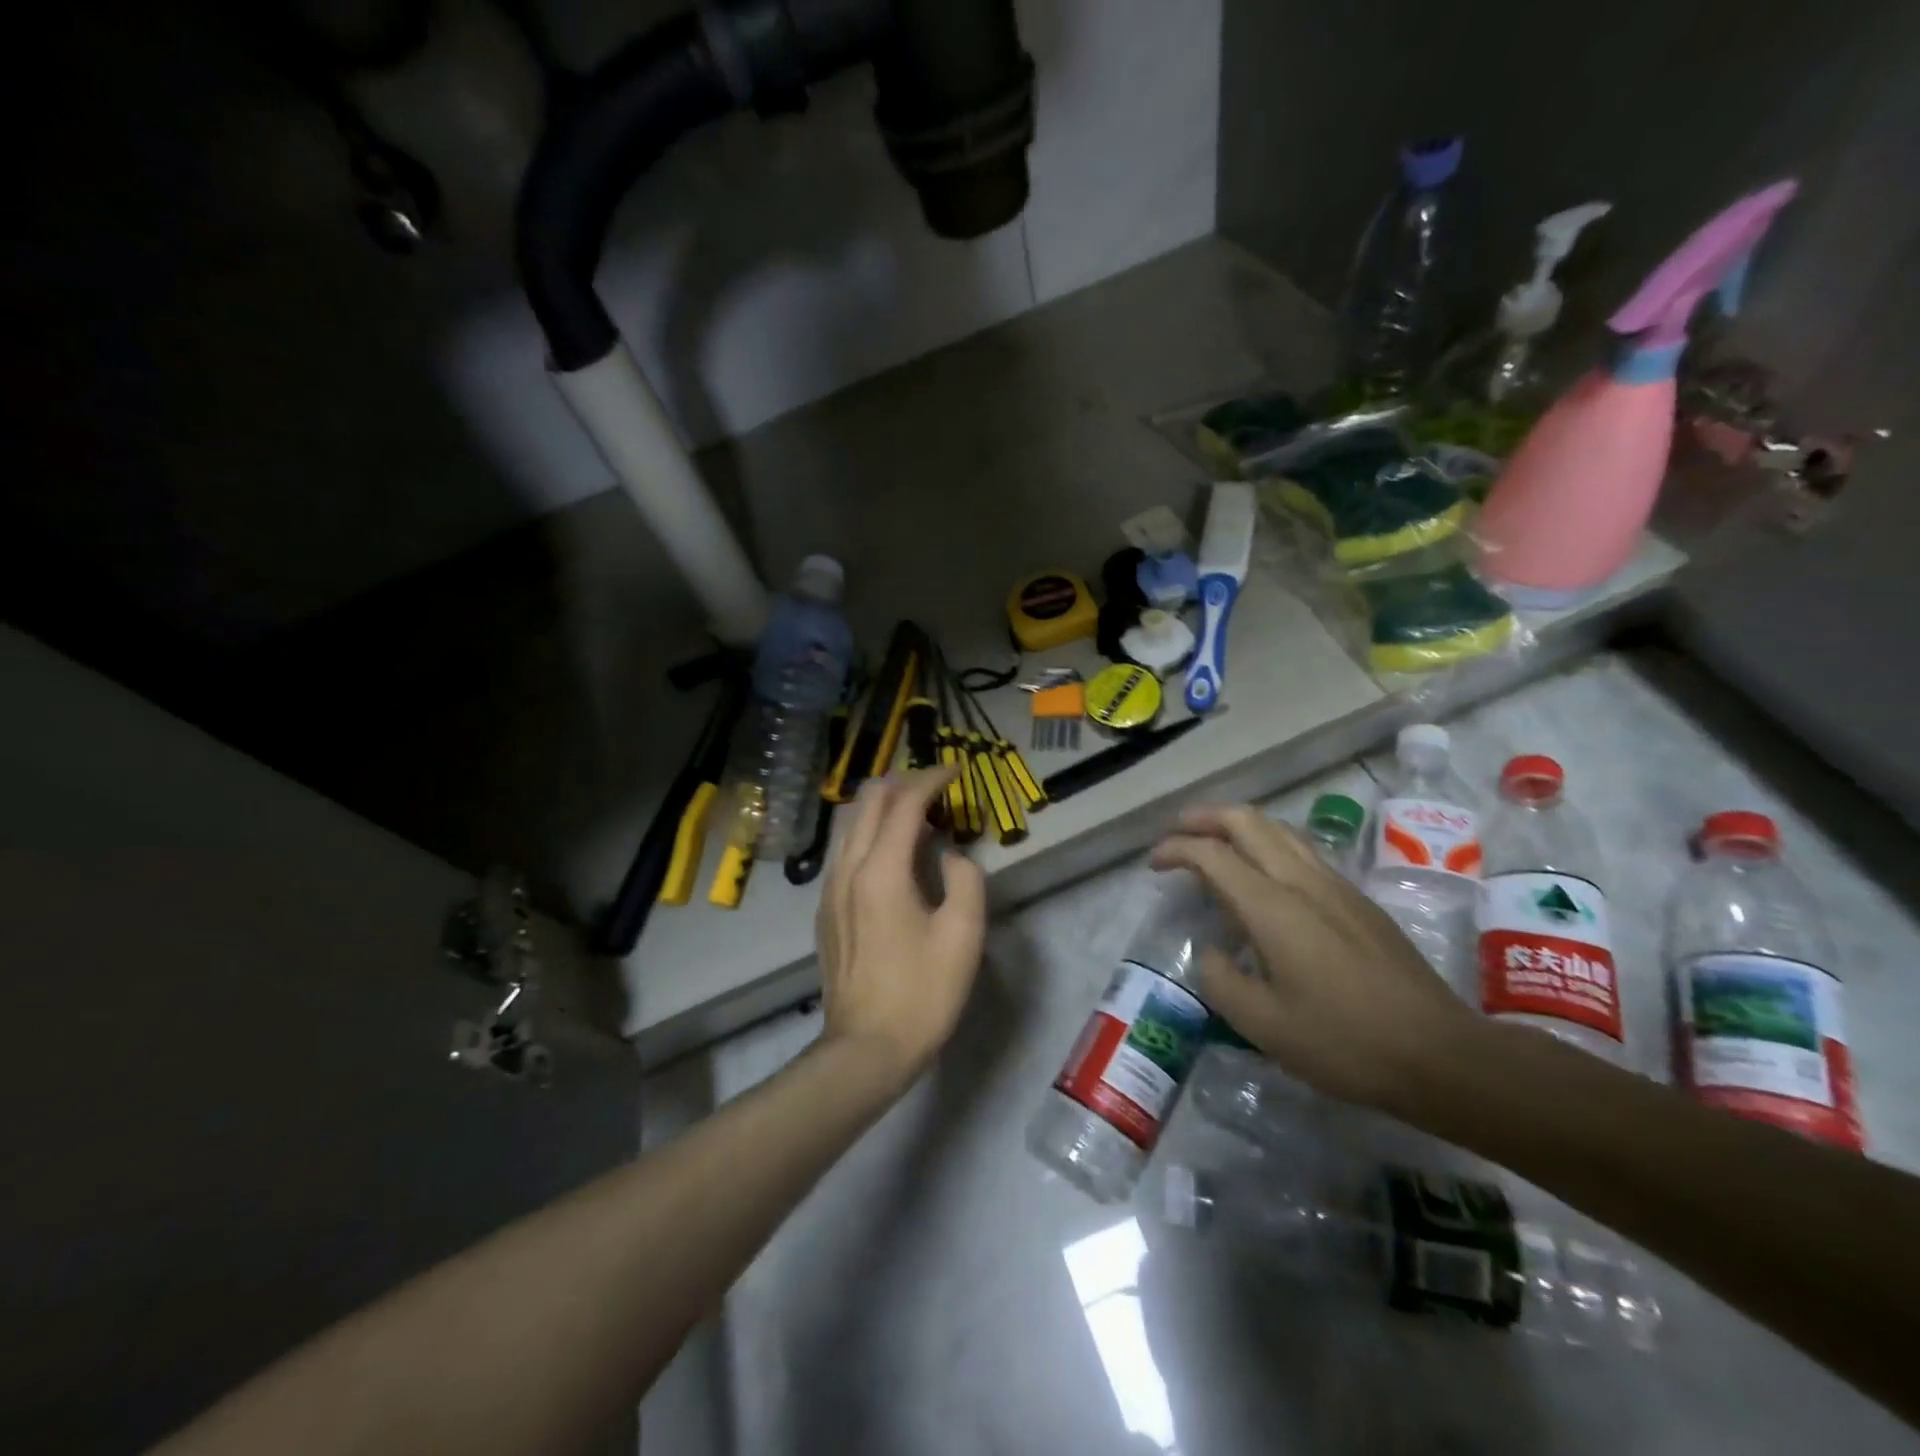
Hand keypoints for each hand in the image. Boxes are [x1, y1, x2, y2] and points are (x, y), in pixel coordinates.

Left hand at [814, 767, 986, 1087]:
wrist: (865, 1049)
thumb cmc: (922, 994)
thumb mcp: (963, 936)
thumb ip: (965, 879)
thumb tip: (951, 855)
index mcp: (881, 870)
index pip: (904, 802)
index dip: (932, 779)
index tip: (957, 770)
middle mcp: (848, 869)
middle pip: (868, 801)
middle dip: (903, 782)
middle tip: (938, 786)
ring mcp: (830, 889)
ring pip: (851, 823)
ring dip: (883, 805)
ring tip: (918, 812)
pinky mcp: (825, 909)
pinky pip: (845, 850)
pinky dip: (870, 832)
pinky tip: (892, 852)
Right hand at [1151, 803, 1480, 1110]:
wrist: (1442, 1055)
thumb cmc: (1345, 1043)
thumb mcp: (1263, 1025)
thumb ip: (1221, 980)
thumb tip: (1210, 952)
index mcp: (1273, 907)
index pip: (1212, 854)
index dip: (1175, 849)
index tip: (1153, 864)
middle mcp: (1303, 881)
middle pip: (1248, 821)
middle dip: (1205, 817)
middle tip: (1177, 832)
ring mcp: (1336, 885)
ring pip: (1280, 828)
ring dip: (1239, 824)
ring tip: (1215, 843)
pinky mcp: (1358, 899)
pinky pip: (1302, 849)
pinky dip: (1268, 843)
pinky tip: (1264, 874)